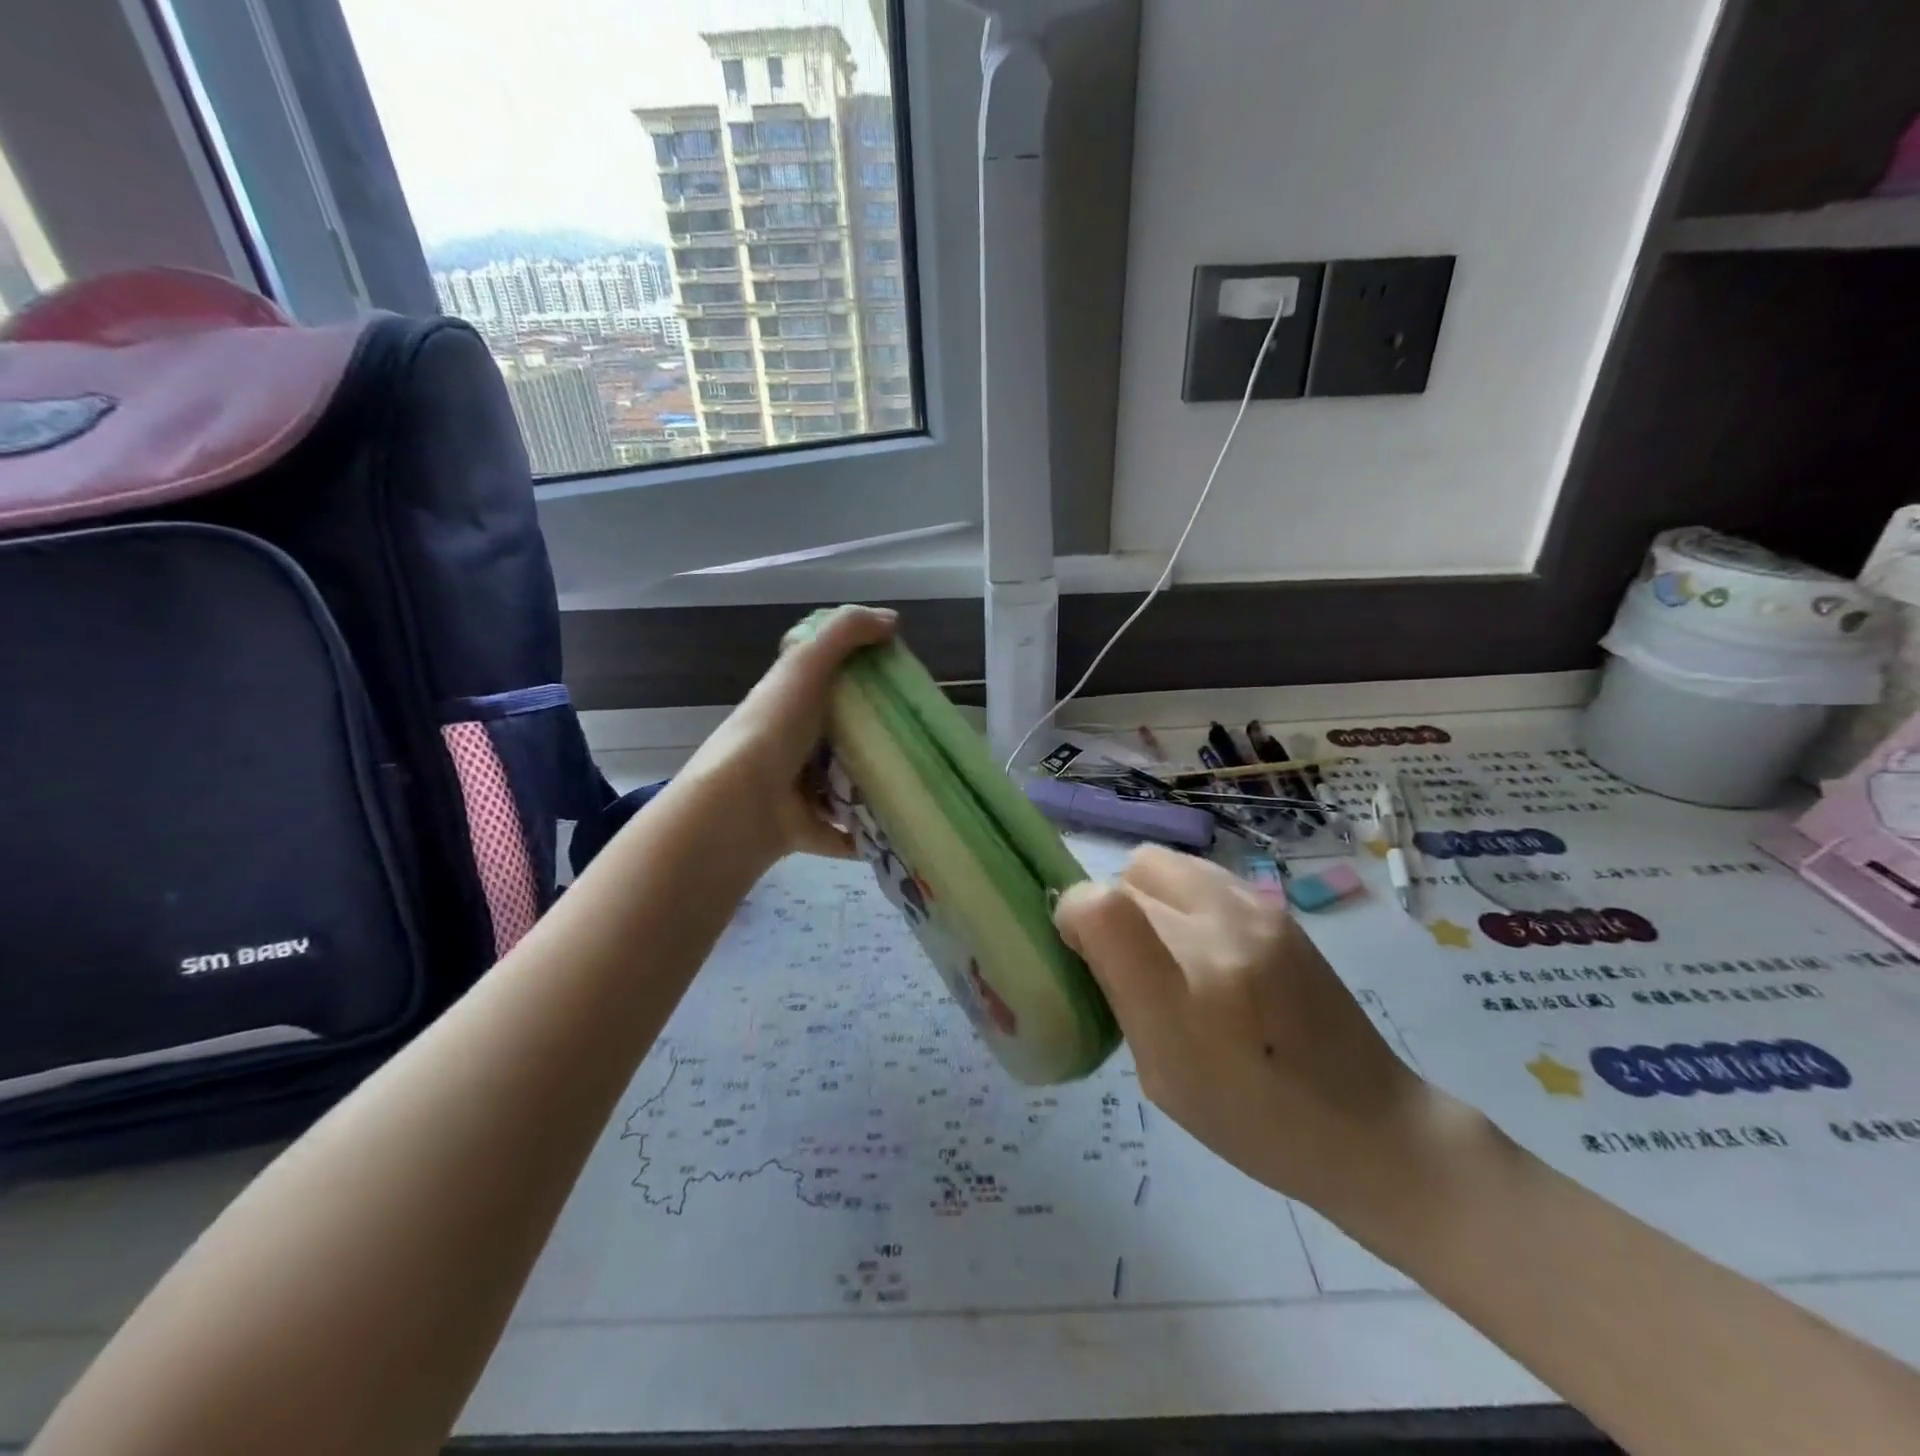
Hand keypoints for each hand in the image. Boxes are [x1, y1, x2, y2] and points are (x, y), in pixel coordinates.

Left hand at [681, 604, 895, 864]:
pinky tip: (904, 824)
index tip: (898, 681)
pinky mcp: (808, 828)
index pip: (824, 682)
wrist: (743, 803)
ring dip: (876, 784)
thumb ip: (846, 633)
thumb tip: (893, 621)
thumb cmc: (776, 728)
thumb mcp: (807, 665)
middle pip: (841, 733)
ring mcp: (797, 789)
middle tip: (921, 733)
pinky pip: (846, 831)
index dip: (858, 677)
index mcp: (789, 702)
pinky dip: (869, 833)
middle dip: (877, 735)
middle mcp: (791, 743)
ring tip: (923, 778)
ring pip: (846, 783)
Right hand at [1054, 847, 1433, 1213]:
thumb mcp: (1161, 1077)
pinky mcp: (1275, 905)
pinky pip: (1198, 873)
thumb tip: (1089, 936)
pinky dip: (1180, 895)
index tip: (1079, 948)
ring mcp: (1254, 911)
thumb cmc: (1252, 1121)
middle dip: (1110, 910)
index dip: (1072, 916)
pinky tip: (1204, 941)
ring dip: (1144, 895)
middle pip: (1125, 878)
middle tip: (1127, 957)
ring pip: (1158, 863)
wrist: (1367, 1122)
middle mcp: (1217, 934)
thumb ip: (1119, 995)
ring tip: (1166, 944)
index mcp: (1184, 994)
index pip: (1097, 905)